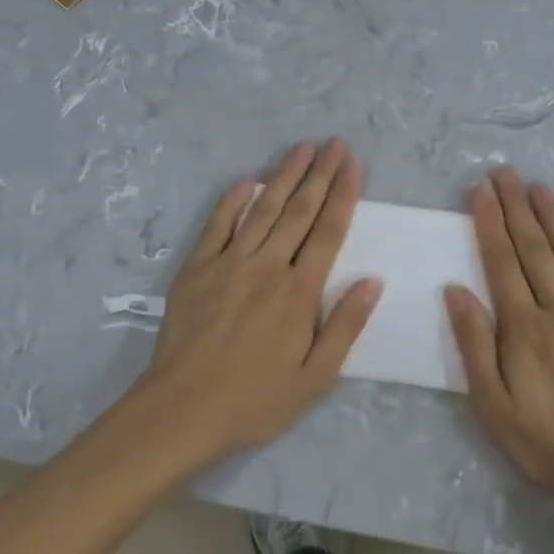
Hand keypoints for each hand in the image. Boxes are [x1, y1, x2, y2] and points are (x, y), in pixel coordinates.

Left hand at [133, 139, 382, 458]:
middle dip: (320, 173)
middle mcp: (267, 267)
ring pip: (263, 209)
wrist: (182, 410)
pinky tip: (247, 179)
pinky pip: (217, 225)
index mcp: (299, 292)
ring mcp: (229, 263)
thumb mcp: (315, 378)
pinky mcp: (197, 269)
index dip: (343, 194)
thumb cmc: (255, 400)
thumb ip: (345, 326)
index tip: (353, 163)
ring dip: (284, 176)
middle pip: (299, 211)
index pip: (328, 231)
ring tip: (302, 148)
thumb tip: (372, 280)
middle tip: (334, 143)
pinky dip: (232, 200)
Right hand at [445, 167, 553, 525]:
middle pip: (534, 249)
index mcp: (523, 327)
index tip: (481, 190)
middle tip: (504, 172)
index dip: (490, 223)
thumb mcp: (492, 405)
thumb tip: (455, 289)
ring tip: (539, 187)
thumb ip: (474, 344)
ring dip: (553, 218)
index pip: (502, 262)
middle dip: (516, 207)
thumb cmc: (544, 441)